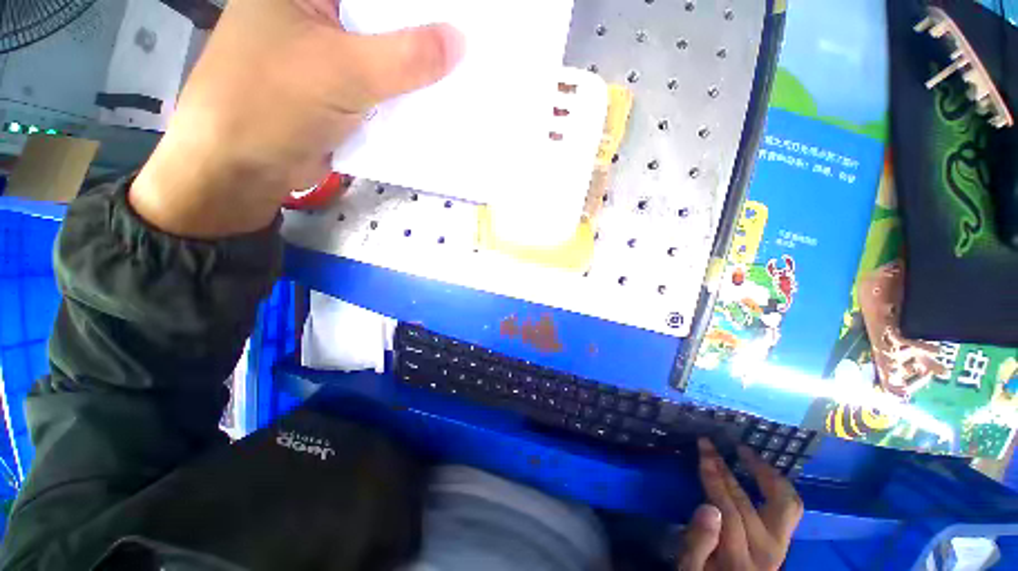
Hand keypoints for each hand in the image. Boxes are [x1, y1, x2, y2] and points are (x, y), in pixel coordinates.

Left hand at [131, 0, 462, 236]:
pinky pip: (378, 87)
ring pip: (382, 54)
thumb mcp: (344, 71)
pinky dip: (401, 95)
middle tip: (463, 44)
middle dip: (419, 32)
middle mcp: (315, 14)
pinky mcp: (335, 92)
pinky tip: (430, 101)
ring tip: (456, 73)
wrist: (242, 170)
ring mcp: (325, 55)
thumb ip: (406, 56)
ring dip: (413, 69)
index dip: (416, 4)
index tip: (457, 13)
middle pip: (380, 18)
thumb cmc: (274, 104)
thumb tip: (460, 41)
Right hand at [678, 439, 802, 570]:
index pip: (729, 510)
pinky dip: (779, 485)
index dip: (714, 477)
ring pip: (786, 503)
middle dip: (726, 469)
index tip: (703, 450)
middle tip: (711, 445)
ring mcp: (781, 546)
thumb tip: (709, 507)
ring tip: (746, 452)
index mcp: (739, 559)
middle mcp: (767, 552)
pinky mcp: (785, 541)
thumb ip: (697, 542)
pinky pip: (791, 508)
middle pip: (750, 503)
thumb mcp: (690, 567)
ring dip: (765, 473)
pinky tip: (763, 471)